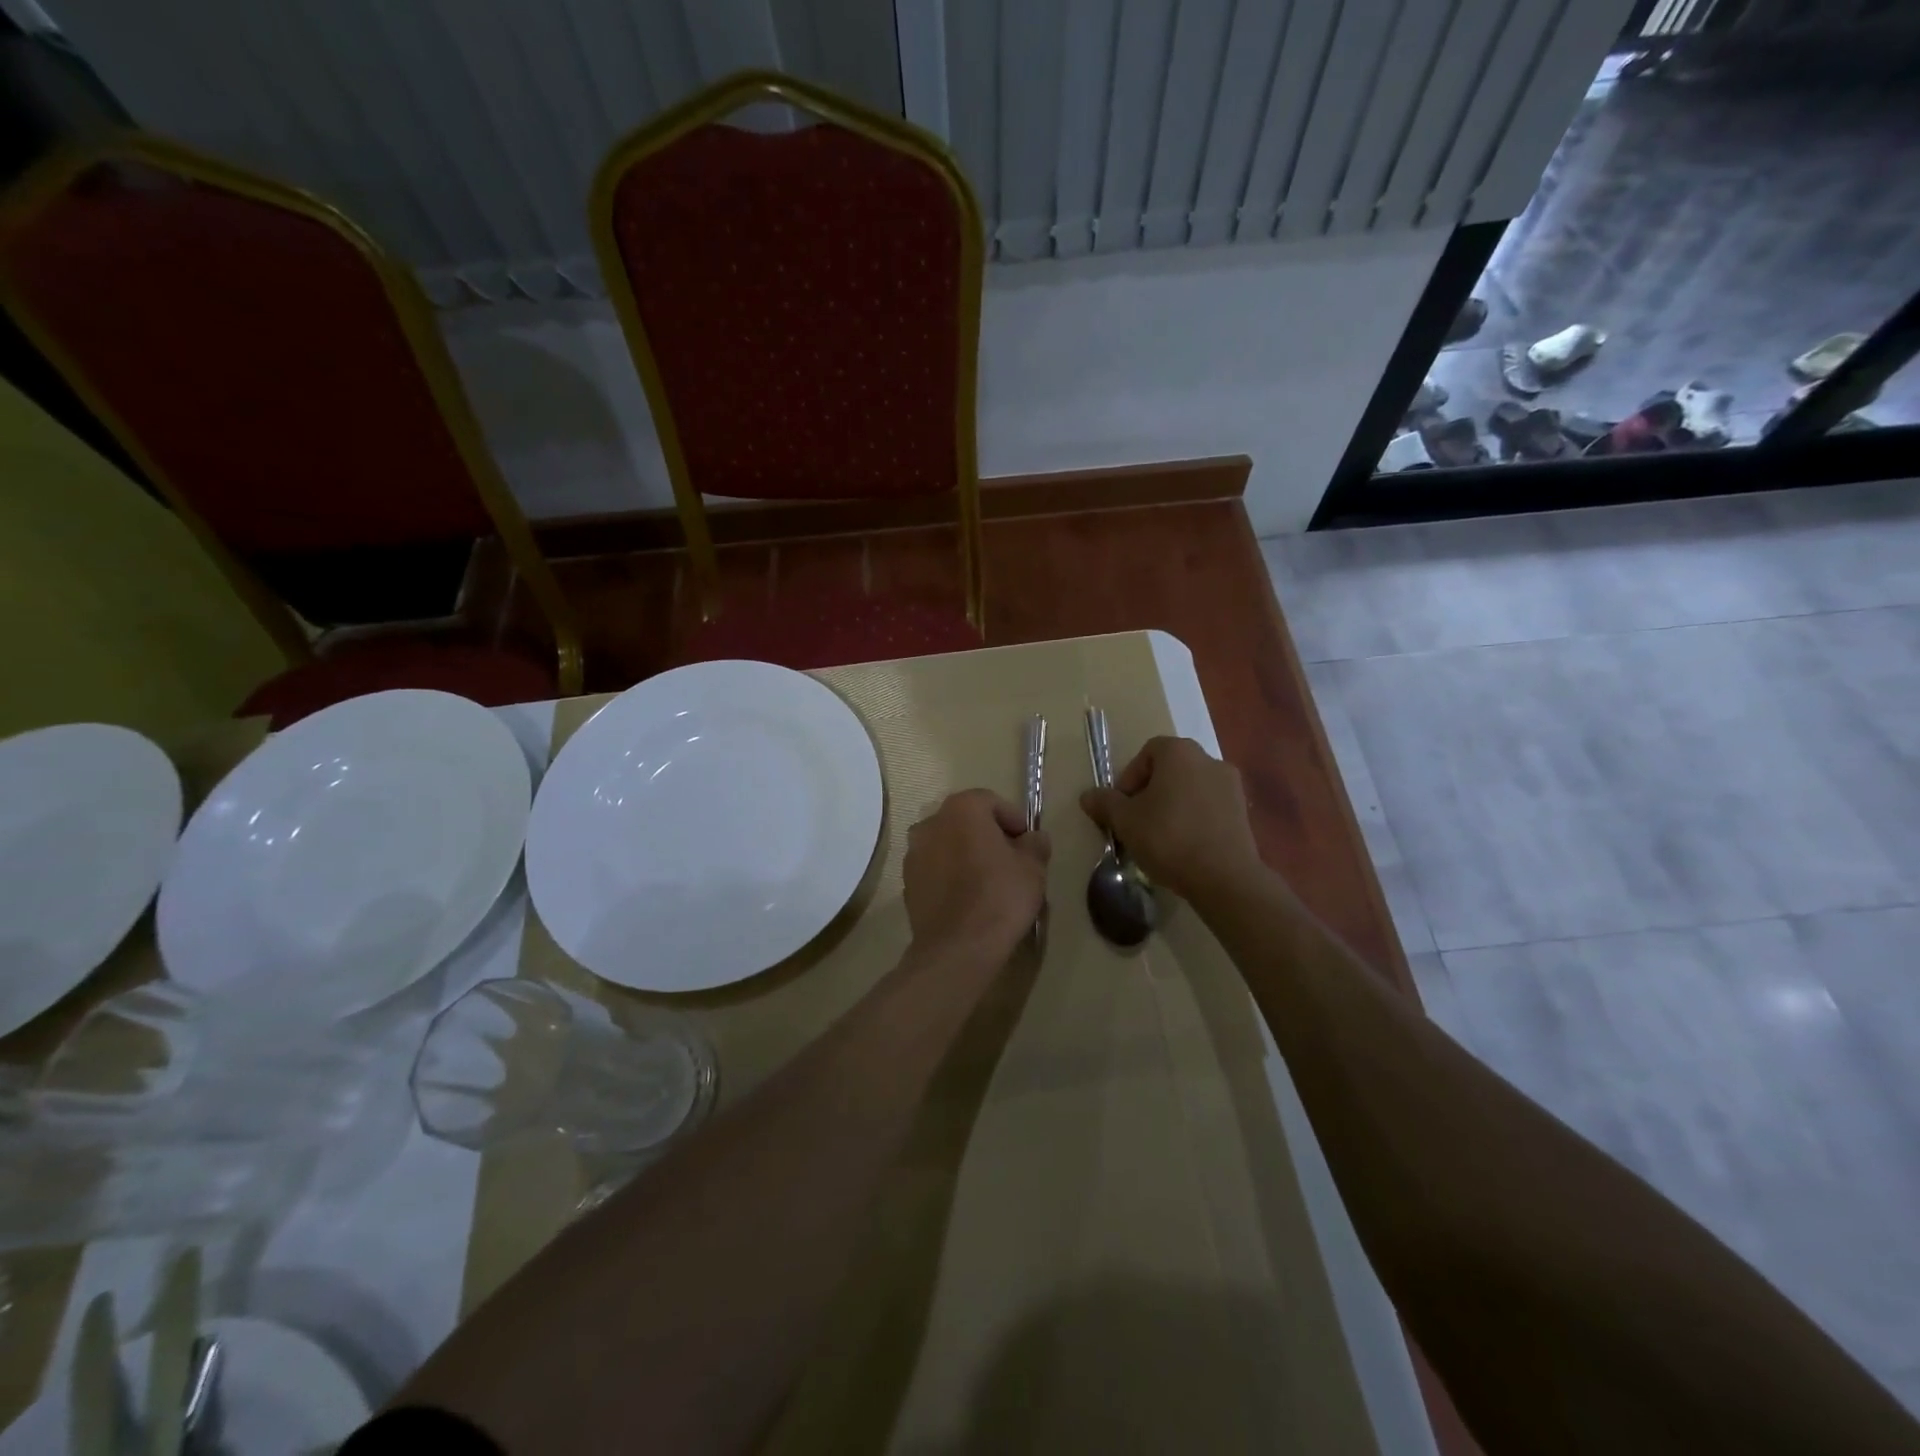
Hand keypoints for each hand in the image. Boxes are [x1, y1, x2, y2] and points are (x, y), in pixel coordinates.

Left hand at [903, 789, 1050, 958]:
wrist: (958, 947)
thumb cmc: (1000, 897)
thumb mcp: (1033, 869)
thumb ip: (1035, 845)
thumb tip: (1034, 839)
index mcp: (962, 809)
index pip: (991, 801)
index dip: (1013, 820)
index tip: (1027, 844)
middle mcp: (931, 822)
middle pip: (966, 820)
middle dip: (988, 835)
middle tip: (1011, 861)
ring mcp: (914, 853)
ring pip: (948, 844)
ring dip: (966, 854)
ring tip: (988, 881)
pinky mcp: (907, 882)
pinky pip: (935, 868)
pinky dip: (950, 875)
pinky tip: (967, 898)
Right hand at [1079, 736, 1260, 901]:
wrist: (1224, 877)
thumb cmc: (1168, 838)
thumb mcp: (1125, 821)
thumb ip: (1105, 803)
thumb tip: (1087, 795)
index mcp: (1179, 752)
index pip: (1147, 753)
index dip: (1129, 777)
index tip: (1122, 806)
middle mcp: (1208, 759)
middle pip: (1170, 769)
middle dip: (1150, 792)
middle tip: (1137, 821)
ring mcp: (1231, 785)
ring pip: (1190, 788)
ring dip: (1173, 805)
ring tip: (1161, 836)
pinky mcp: (1243, 811)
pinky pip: (1209, 806)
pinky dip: (1194, 818)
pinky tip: (1185, 845)